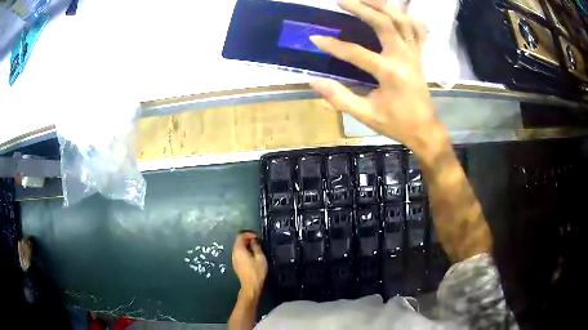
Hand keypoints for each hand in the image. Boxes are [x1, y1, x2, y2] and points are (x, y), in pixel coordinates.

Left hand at [231, 232, 267, 298]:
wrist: (251, 286)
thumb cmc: (256, 271)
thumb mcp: (260, 257)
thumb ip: (256, 247)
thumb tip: (254, 241)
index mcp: (239, 250)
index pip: (240, 236)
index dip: (248, 234)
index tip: (257, 237)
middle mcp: (234, 253)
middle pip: (238, 242)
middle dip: (247, 239)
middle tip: (257, 242)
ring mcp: (234, 259)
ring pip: (239, 248)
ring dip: (246, 246)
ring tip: (256, 249)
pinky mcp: (236, 265)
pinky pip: (239, 254)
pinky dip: (245, 252)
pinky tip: (252, 256)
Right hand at [310, 0, 445, 152]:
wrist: (424, 130)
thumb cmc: (396, 124)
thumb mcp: (365, 114)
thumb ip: (339, 97)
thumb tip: (314, 81)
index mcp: (389, 73)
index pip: (356, 52)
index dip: (333, 45)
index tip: (314, 38)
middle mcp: (404, 57)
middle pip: (384, 23)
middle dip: (361, 8)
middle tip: (341, 0)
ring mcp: (414, 54)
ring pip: (402, 20)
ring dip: (384, 6)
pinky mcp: (419, 55)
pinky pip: (417, 30)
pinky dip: (407, 17)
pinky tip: (395, 11)